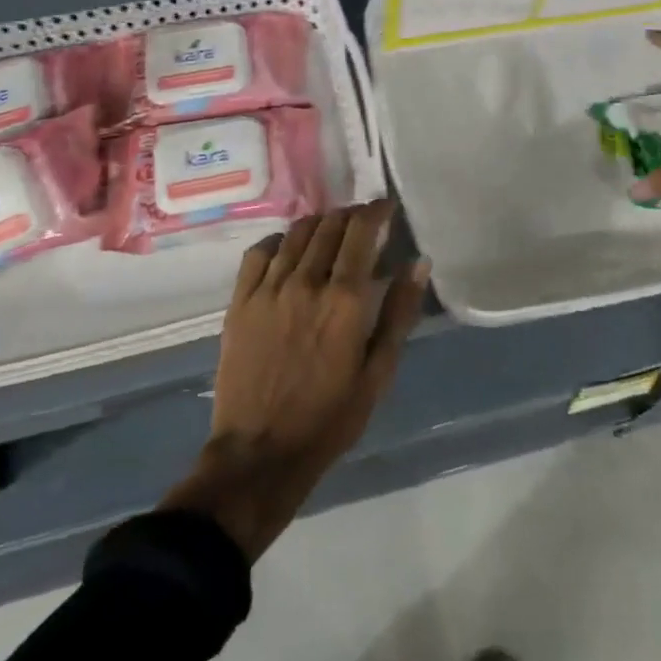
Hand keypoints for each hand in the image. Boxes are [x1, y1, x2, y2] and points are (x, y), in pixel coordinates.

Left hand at [160, 202, 429, 561]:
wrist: (260, 453)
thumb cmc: (330, 418)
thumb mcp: (378, 372)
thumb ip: (399, 312)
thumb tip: (419, 262)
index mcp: (344, 299)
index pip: (361, 231)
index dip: (376, 211)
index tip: (386, 207)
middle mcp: (306, 282)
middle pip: (330, 225)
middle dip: (351, 215)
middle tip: (362, 222)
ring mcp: (268, 289)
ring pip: (297, 233)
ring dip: (319, 223)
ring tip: (331, 230)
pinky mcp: (240, 301)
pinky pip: (259, 252)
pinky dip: (280, 240)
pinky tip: (289, 249)